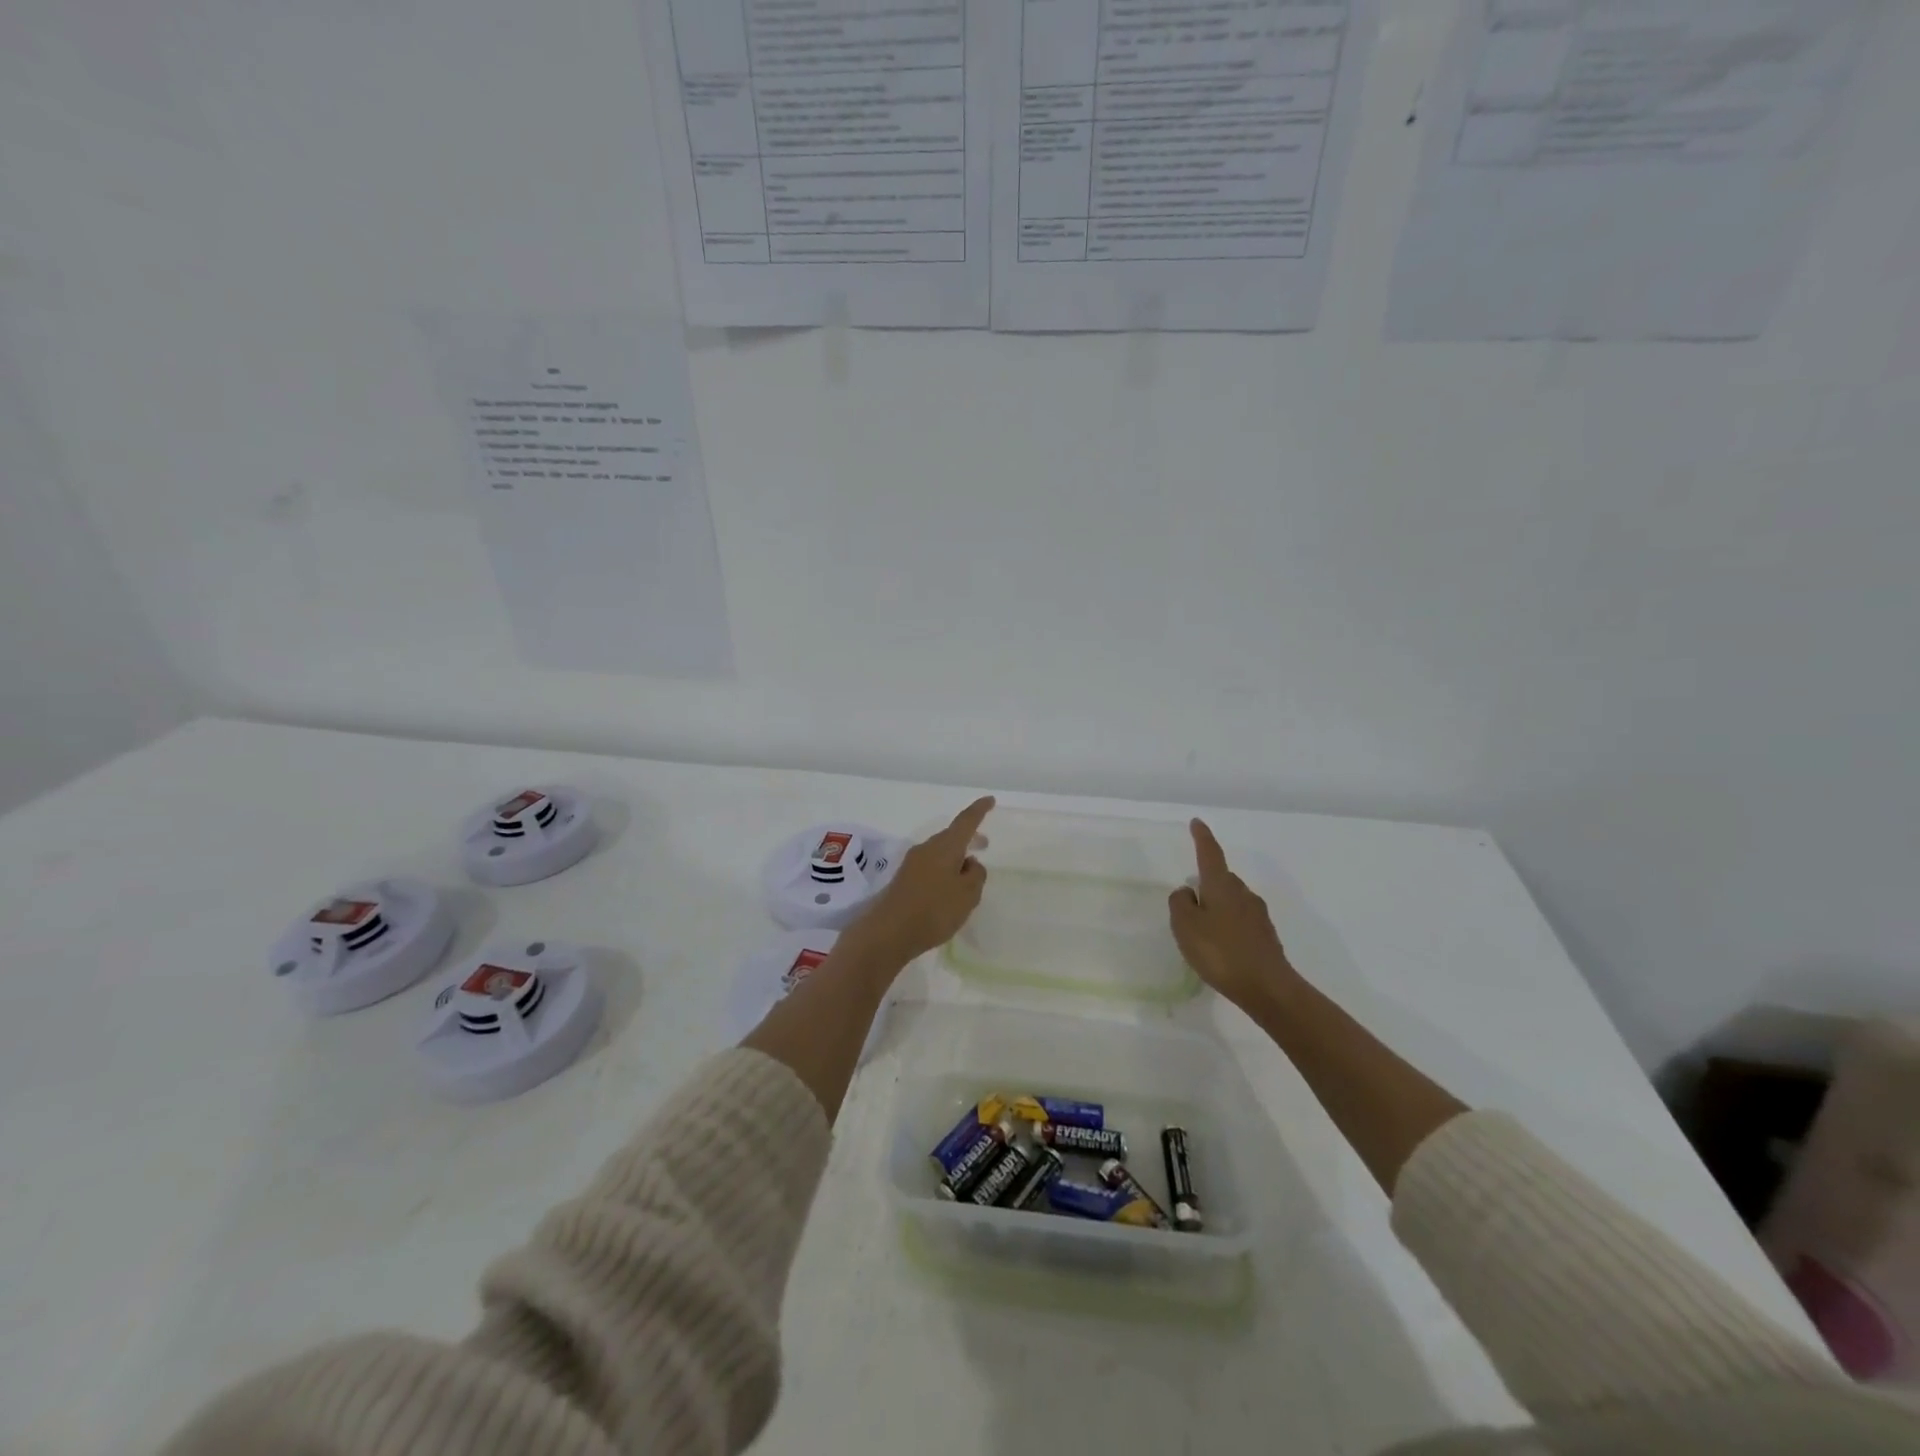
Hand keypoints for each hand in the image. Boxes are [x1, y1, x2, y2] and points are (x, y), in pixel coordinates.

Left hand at [840, 797, 994, 966]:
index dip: (979, 810)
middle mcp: (927, 849)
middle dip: (968, 838)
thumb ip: (976, 875)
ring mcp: (912, 863)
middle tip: (984, 844)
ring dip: (956, 857)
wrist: (888, 932)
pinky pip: (930, 867)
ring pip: (940, 853)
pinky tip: (949, 889)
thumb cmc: (934, 910)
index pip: (966, 821)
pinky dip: (944, 870)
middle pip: (951, 837)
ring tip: (969, 873)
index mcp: (945, 847)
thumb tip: (970, 863)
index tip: (990, 800)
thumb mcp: (967, 895)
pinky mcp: (904, 880)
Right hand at [1168, 818, 1300, 1011]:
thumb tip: (1188, 891)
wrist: (1268, 988)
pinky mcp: (1265, 936)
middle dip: (1206, 883)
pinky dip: (1227, 926)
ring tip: (1202, 930)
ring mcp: (1257, 915)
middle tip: (1189, 901)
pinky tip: (1220, 947)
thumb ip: (1180, 903)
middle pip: (1222, 878)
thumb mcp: (1186, 926)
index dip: (1202, 837)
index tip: (1197, 822)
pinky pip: (1240, 921)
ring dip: (1217, 907)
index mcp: (1221, 886)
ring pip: (1232, 900)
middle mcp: (1243, 894)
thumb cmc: (1221, 952)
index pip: (1210, 853)